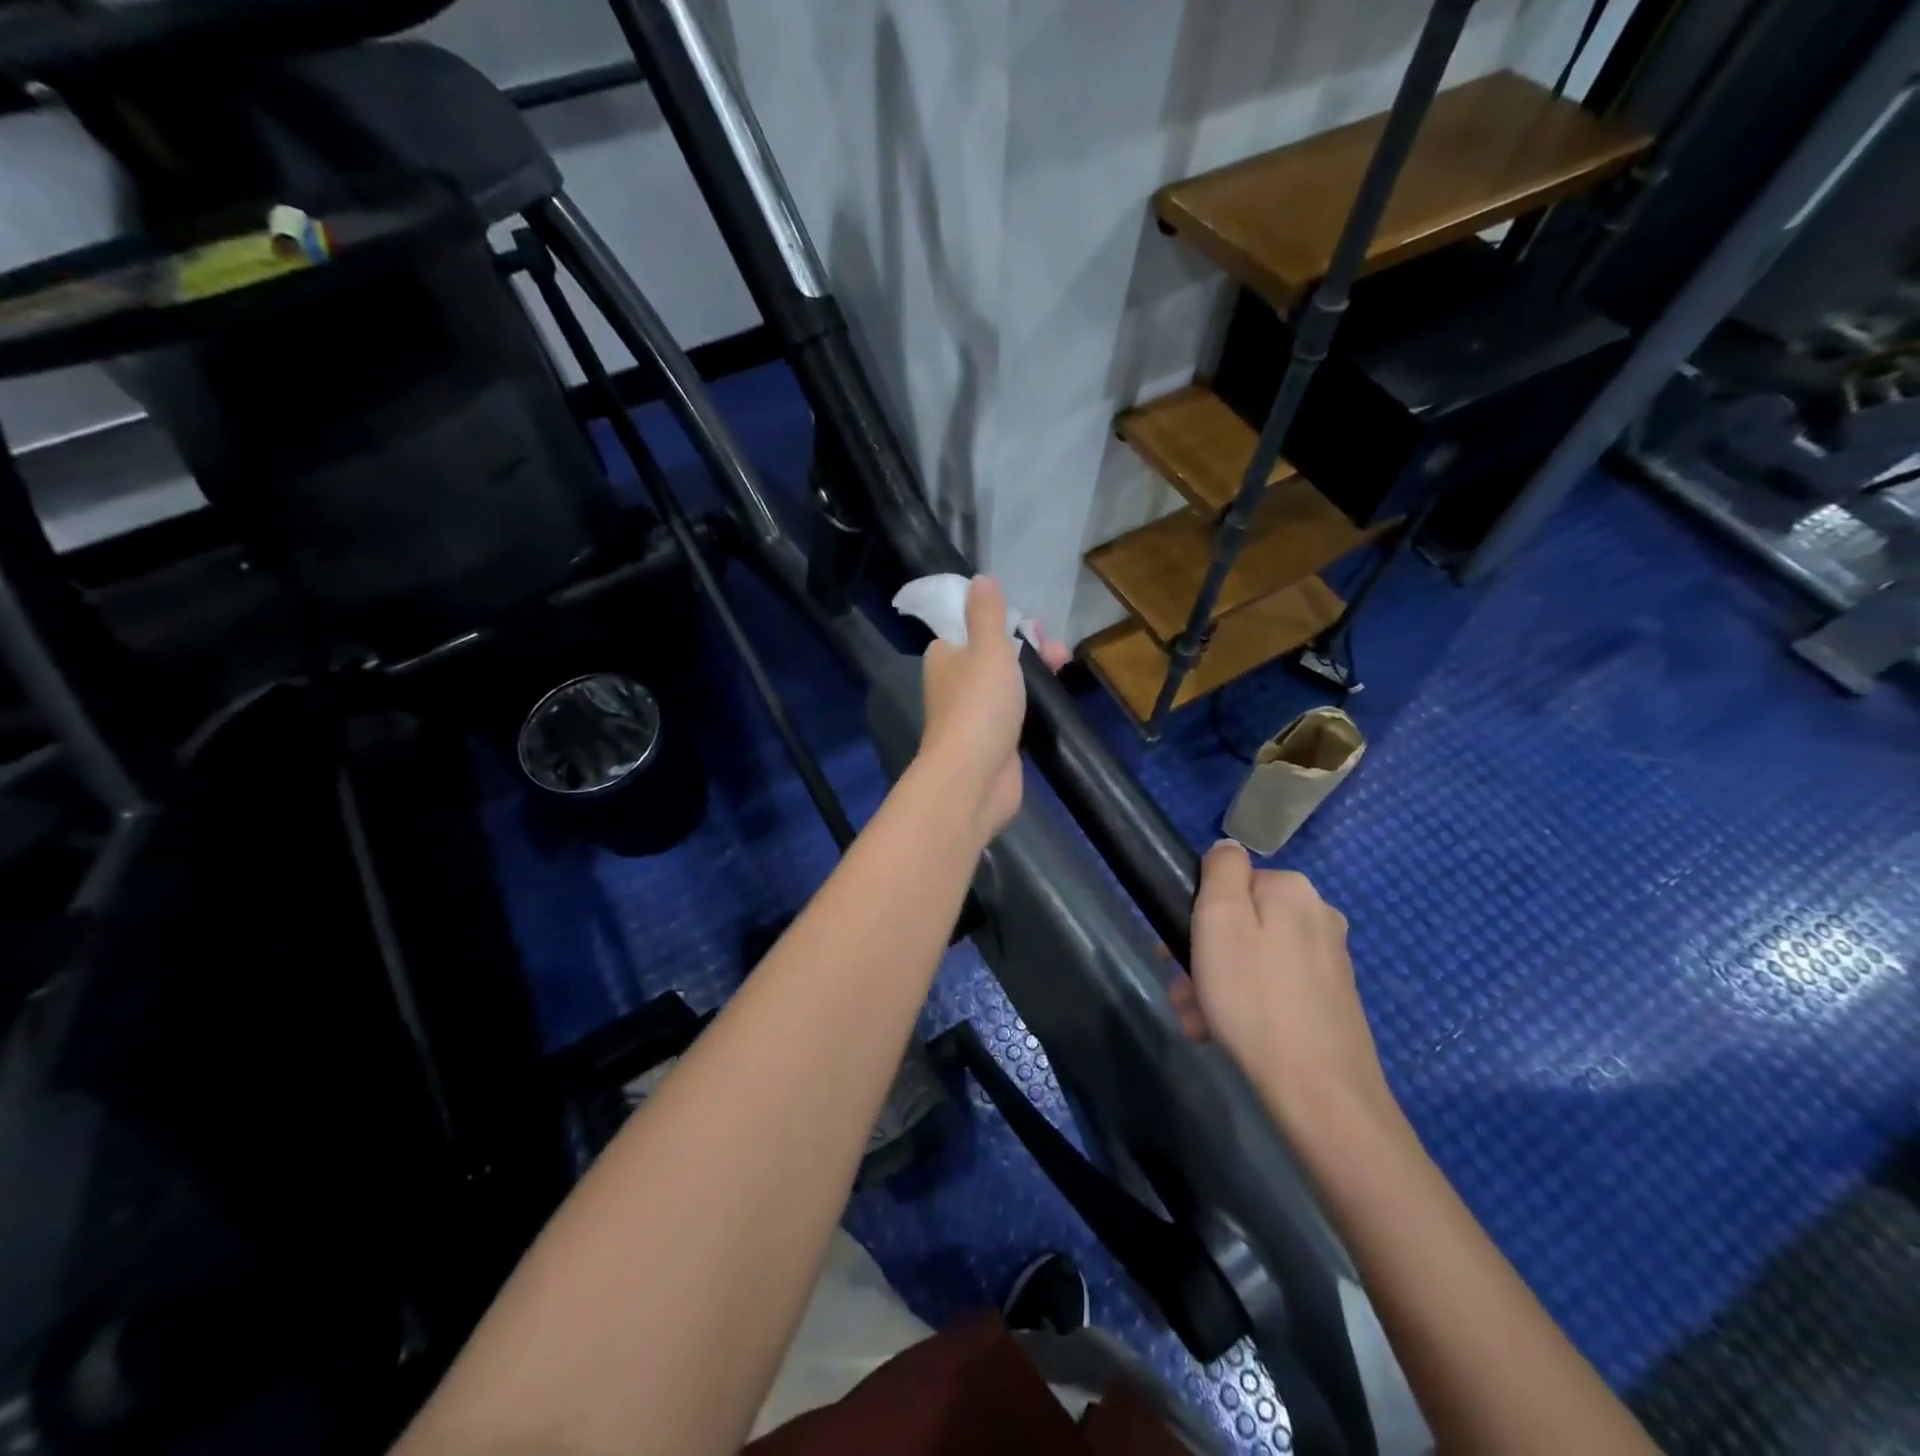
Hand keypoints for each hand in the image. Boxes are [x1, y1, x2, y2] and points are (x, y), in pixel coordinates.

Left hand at [918, 576, 1067, 840]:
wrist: (974, 778)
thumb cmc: (979, 705)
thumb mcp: (987, 648)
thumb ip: (987, 614)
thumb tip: (980, 579)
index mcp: (945, 655)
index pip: (972, 627)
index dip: (1005, 622)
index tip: (1033, 625)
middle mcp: (955, 682)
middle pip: (995, 654)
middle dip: (1029, 647)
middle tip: (1056, 653)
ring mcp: (975, 714)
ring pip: (1008, 683)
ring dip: (1035, 674)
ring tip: (1063, 670)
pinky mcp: (994, 740)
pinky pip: (1016, 712)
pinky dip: (1033, 705)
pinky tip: (1053, 702)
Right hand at [1172, 841, 1393, 1144]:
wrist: (1319, 1092)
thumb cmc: (1254, 998)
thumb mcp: (1220, 920)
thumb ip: (1221, 871)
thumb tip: (1228, 848)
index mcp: (1293, 889)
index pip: (1229, 881)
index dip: (1196, 912)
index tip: (1173, 950)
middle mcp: (1318, 916)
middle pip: (1240, 922)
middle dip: (1203, 955)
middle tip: (1181, 993)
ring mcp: (1328, 960)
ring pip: (1252, 958)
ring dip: (1216, 985)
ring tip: (1197, 1024)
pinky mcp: (1331, 1000)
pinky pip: (1272, 987)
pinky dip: (1245, 1005)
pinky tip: (1223, 1035)